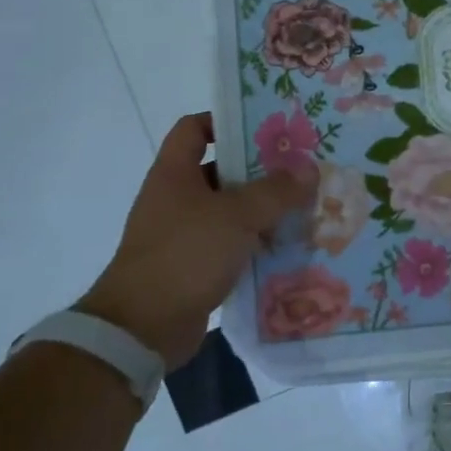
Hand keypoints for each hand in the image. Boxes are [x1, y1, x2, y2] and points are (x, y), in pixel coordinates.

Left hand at [77, 113, 313, 368]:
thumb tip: (309, 168)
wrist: (142, 329)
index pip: (194, 128)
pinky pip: (229, 245)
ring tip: (303, 207)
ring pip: (228, 211)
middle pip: (220, 170)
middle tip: (300, 168)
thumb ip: (276, 190)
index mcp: (175, 173)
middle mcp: (175, 198)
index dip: (225, 121)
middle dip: (259, 170)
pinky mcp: (192, 267)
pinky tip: (286, 247)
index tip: (265, 128)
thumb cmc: (185, 255)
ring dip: (262, 210)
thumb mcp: (237, 216)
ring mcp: (182, 234)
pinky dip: (254, 244)